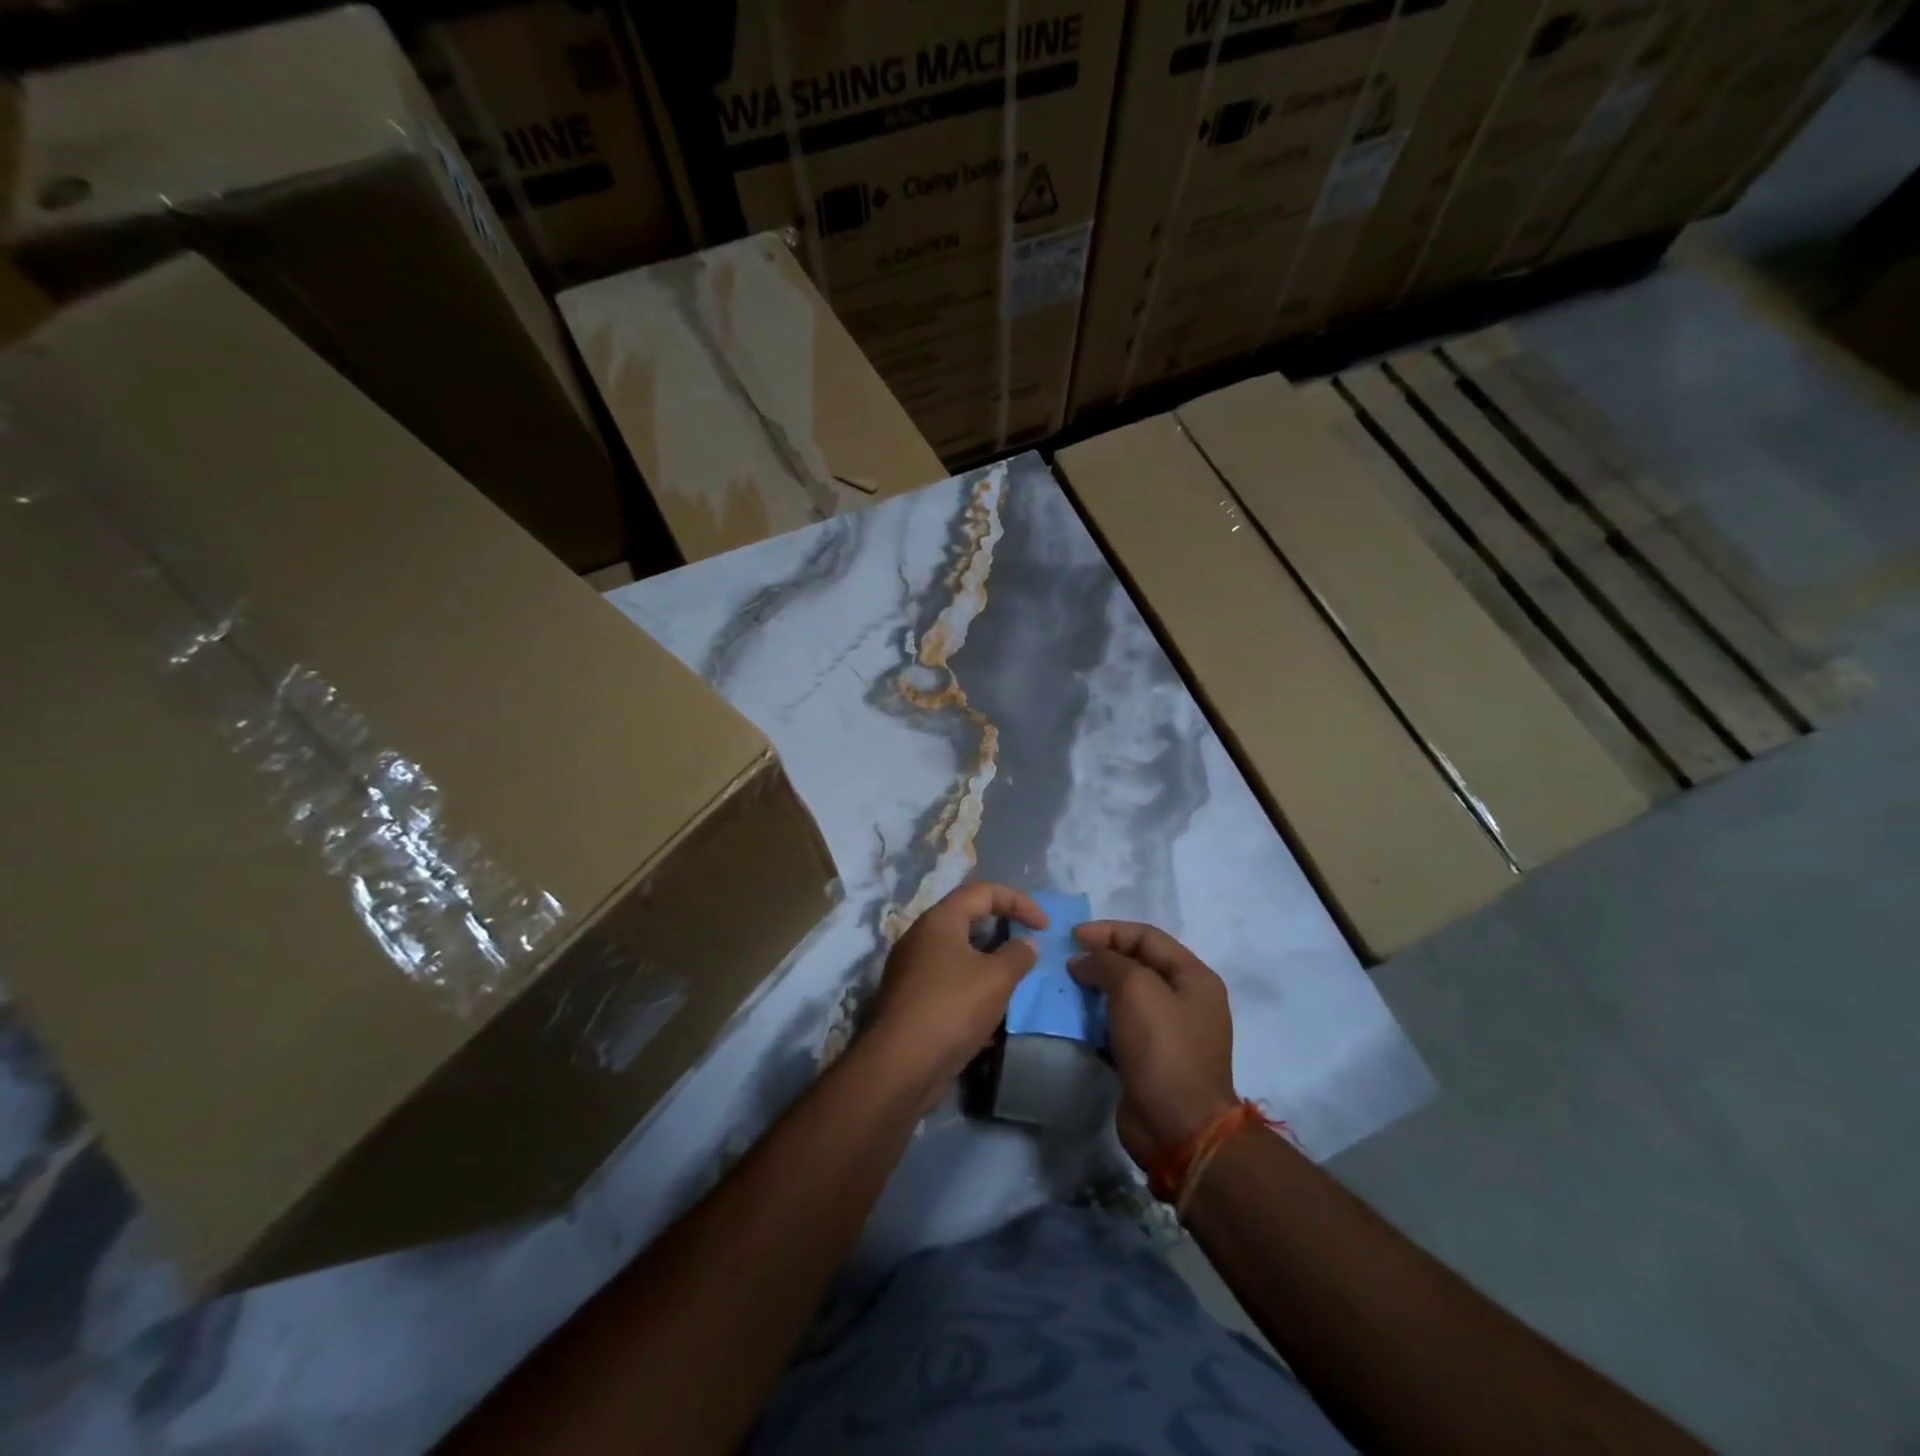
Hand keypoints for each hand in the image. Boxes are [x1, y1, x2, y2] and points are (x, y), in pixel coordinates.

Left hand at [865, 882, 1047, 1108]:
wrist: (899, 1066)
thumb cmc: (951, 1008)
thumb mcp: (996, 979)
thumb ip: (1017, 955)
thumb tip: (1027, 942)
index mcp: (939, 920)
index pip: (982, 891)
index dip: (1018, 901)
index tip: (1044, 926)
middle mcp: (921, 937)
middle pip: (967, 919)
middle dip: (1002, 929)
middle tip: (1028, 947)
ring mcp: (912, 969)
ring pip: (958, 954)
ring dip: (989, 962)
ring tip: (1014, 981)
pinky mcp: (911, 1000)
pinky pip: (948, 981)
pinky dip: (973, 987)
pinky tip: (990, 1013)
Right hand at [1070, 922, 1237, 1169]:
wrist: (1179, 1128)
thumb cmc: (1163, 1049)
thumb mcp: (1136, 989)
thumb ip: (1107, 962)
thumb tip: (1084, 960)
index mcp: (1194, 977)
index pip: (1147, 936)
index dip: (1108, 931)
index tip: (1072, 937)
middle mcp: (1185, 1000)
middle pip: (1137, 964)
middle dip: (1101, 958)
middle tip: (1066, 961)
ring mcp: (1169, 1032)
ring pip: (1126, 996)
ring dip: (1096, 988)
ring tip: (1065, 987)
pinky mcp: (1150, 1058)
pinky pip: (1120, 1025)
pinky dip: (1097, 1018)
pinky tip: (1074, 1018)